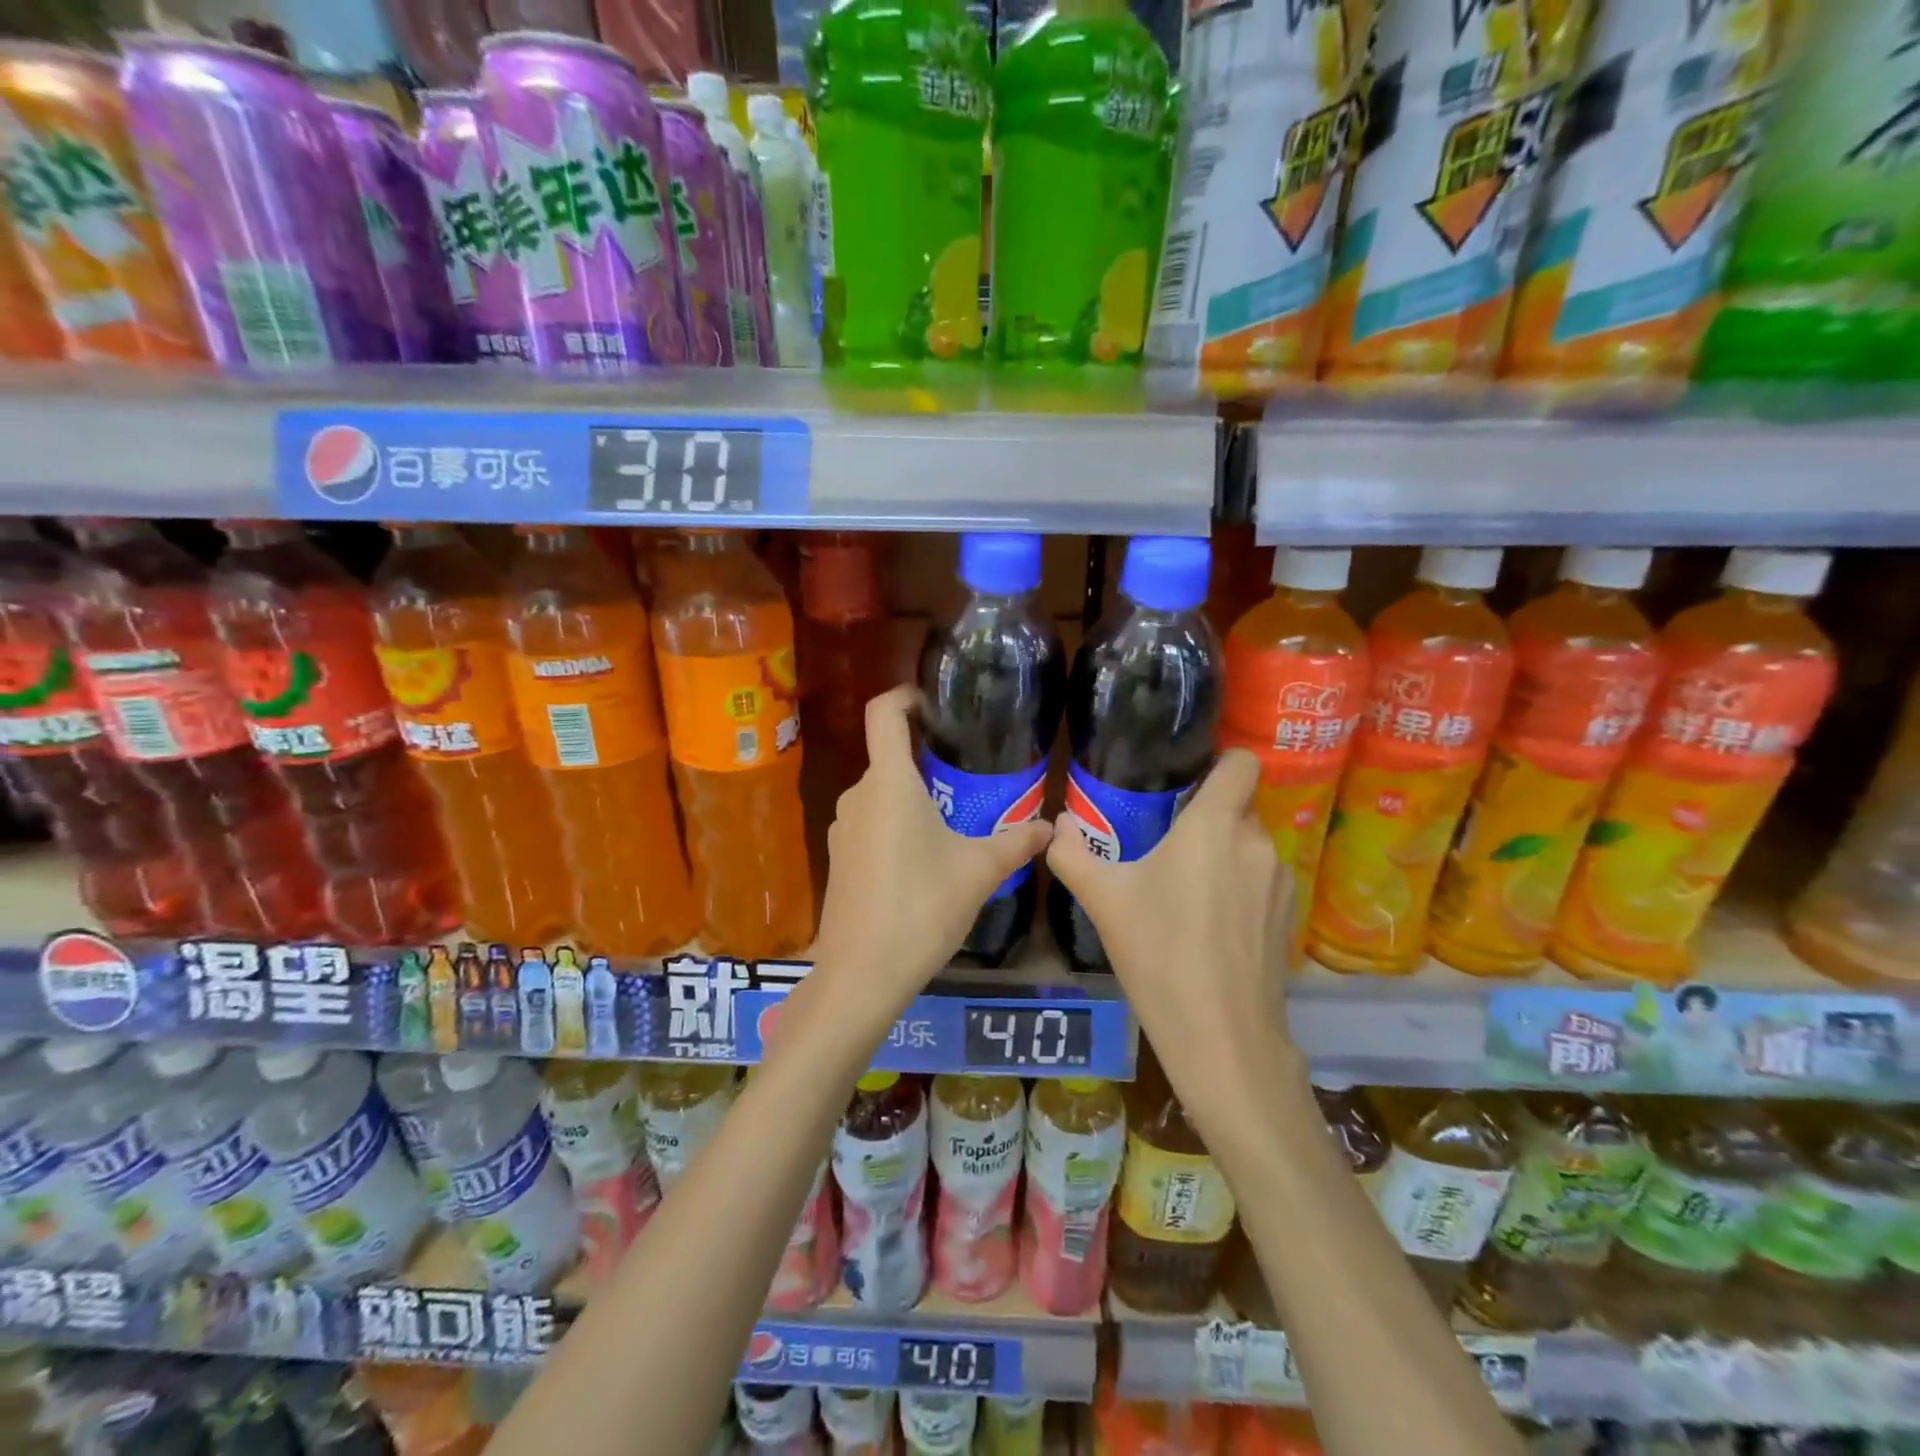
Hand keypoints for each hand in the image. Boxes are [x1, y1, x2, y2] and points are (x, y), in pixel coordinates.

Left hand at [812, 686, 1053, 1027]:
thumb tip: (1050, 828)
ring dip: (913, 798)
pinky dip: (896, 826)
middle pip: (889, 757)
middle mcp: (858, 796)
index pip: (883, 713)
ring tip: (953, 822)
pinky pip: (870, 823)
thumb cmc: (921, 909)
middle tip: (969, 776)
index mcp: (889, 784)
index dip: (905, 696)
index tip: (935, 704)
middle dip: (926, 761)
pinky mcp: (837, 858)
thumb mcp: (979, 873)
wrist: (861, 975)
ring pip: (881, 794)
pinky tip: (923, 862)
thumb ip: (1017, 842)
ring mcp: (841, 828)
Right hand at [1046, 749, 1295, 1103]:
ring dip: (1223, 854)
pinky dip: (1241, 886)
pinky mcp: (1289, 915)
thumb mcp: (1104, 902)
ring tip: (1187, 889)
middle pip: (1238, 806)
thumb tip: (1057, 827)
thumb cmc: (1159, 955)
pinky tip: (1212, 924)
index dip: (1221, 761)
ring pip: (1250, 845)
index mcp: (1214, 826)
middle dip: (1207, 817)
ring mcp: (1280, 880)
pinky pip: (1262, 879)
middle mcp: (1256, 842)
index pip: (1241, 763)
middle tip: (1168, 844)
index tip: (1189, 779)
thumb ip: (1073, 855)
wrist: (1222, 1036)